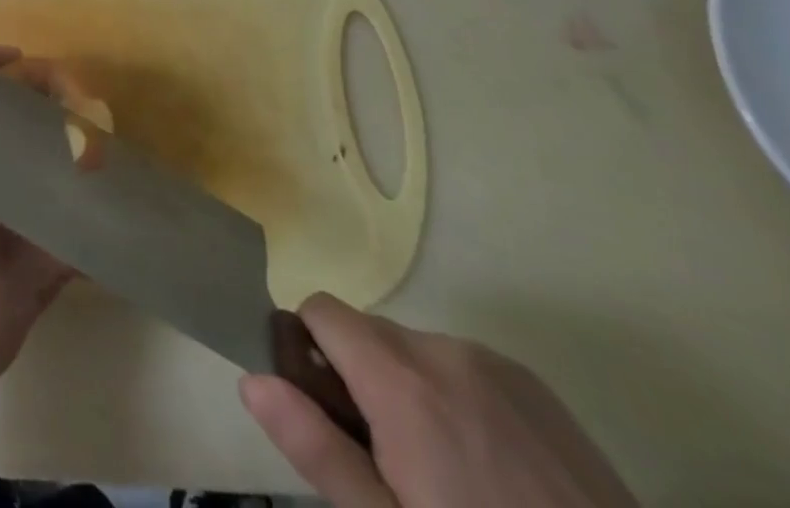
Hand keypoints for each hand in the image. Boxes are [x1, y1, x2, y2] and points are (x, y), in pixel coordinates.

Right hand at [239, 294, 637, 507]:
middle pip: (368, 334)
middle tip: (388, 466)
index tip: (324, 412)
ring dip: (409, 392)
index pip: (320, 310)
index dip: (307, 352)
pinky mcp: (537, 387)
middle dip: (359, 381)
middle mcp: (442, 349)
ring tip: (449, 481)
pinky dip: (456, 400)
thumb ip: (316, 448)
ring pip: (416, 353)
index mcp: (399, 378)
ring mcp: (496, 364)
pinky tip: (493, 475)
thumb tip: (252, 380)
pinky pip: (465, 368)